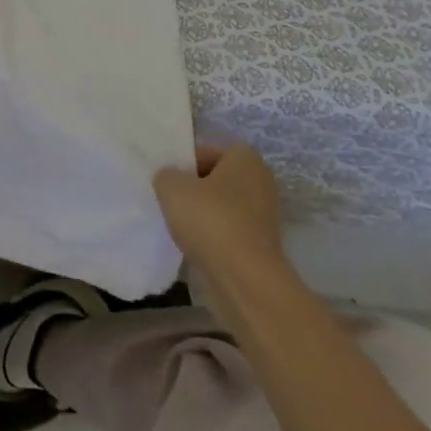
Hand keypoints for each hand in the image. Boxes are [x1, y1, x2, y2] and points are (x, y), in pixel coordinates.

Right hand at [154, 141, 286, 317]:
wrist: (244, 280)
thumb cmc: (210, 219)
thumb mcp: (170, 184)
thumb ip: (166, 174)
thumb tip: (171, 180)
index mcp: (246, 159)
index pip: (208, 150)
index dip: (186, 160)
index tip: (169, 177)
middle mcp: (261, 183)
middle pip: (215, 178)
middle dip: (193, 188)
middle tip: (170, 197)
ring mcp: (264, 217)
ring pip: (221, 206)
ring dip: (201, 214)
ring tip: (177, 223)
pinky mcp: (260, 246)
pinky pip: (227, 231)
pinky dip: (211, 236)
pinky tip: (192, 244)